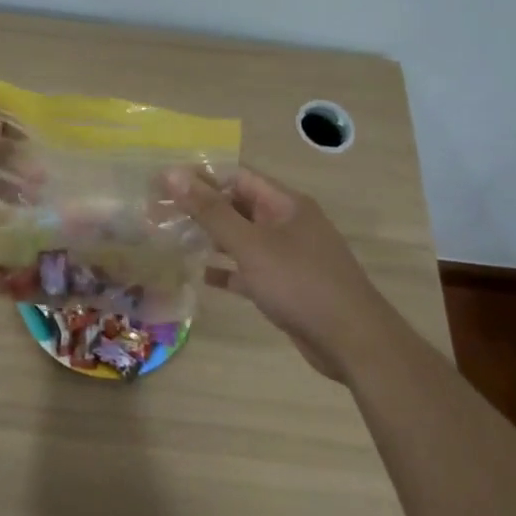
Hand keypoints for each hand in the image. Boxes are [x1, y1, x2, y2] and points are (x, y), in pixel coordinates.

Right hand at [164, 165, 373, 379]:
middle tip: (162, 213)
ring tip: (174, 239)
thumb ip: (210, 211)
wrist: (353, 341)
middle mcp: (288, 223)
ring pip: (243, 238)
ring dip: (212, 238)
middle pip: (239, 206)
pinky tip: (203, 277)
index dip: (201, 177)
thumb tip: (172, 173)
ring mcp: (290, 255)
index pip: (237, 177)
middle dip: (202, 208)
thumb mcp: (250, 244)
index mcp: (285, 204)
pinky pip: (251, 270)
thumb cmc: (300, 283)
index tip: (165, 184)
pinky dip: (228, 270)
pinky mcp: (288, 285)